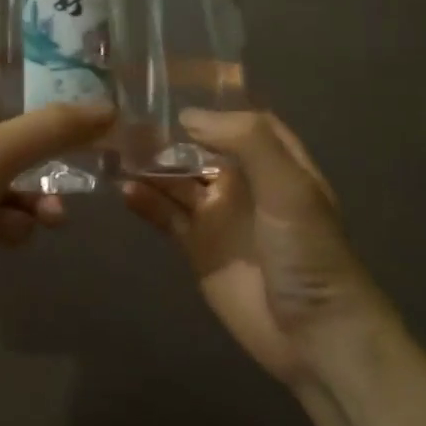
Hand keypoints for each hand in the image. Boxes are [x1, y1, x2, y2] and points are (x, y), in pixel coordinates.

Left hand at [0, 49, 112, 347]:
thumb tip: (108, 109)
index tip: (89, 64)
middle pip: (19, 118)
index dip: (41, 56)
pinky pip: (3, 209)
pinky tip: (18, 235)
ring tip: (57, 215)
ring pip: (17, 170)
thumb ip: (50, 129)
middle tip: (104, 140)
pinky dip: (17, 220)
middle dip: (59, 132)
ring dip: (43, 188)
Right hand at [124, 109, 392, 391]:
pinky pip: (166, 216)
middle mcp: (244, 183)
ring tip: (113, 149)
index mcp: (274, 163)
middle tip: (123, 119)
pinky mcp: (197, 249)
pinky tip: (124, 189)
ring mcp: (219, 216)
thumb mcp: (289, 187)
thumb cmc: (307, 252)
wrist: (312, 334)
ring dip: (150, 165)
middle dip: (168, 135)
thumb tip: (188, 117)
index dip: (211, 107)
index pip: (241, 122)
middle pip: (200, 148)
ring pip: (178, 180)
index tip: (169, 91)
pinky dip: (145, 202)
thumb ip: (246, 141)